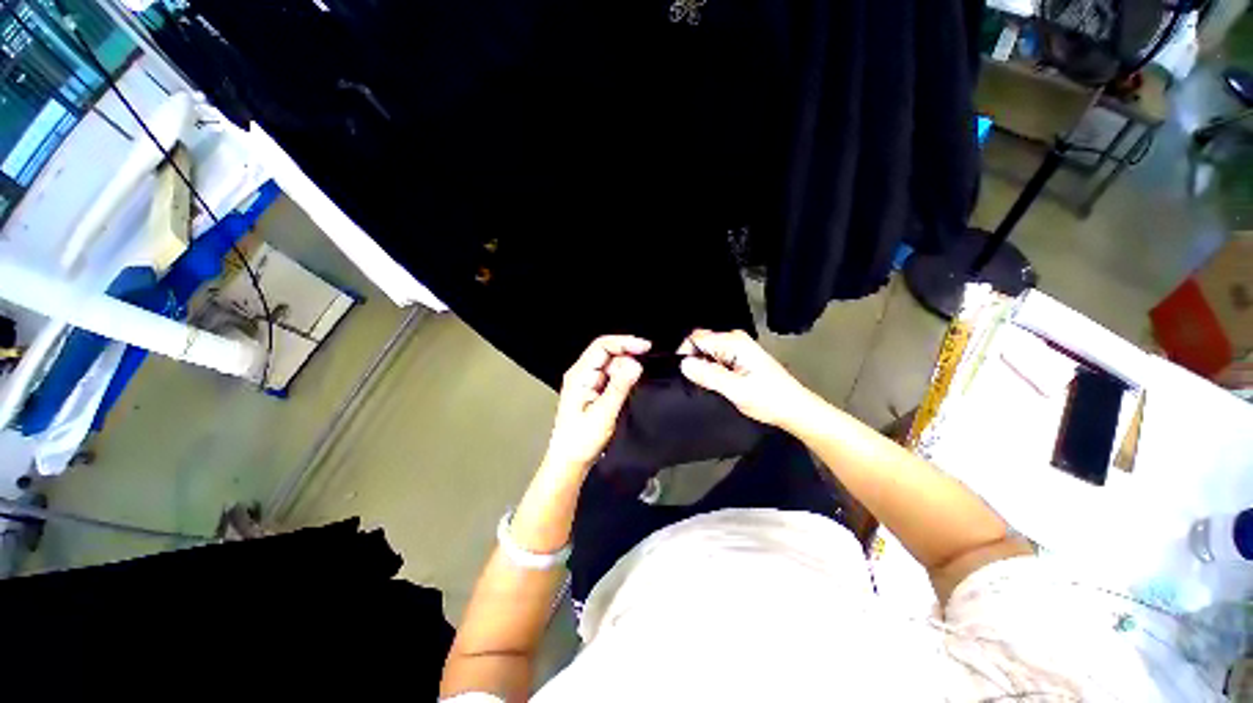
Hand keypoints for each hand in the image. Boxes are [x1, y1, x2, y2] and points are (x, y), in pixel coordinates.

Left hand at [542, 335, 649, 472]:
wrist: (569, 460)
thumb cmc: (581, 440)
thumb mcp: (603, 413)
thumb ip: (619, 387)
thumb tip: (636, 364)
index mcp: (579, 375)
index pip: (602, 346)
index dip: (625, 342)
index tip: (646, 347)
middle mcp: (582, 374)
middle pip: (607, 352)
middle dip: (628, 353)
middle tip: (648, 360)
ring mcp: (587, 382)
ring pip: (611, 364)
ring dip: (627, 366)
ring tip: (640, 377)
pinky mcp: (593, 390)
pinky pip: (611, 376)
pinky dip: (623, 376)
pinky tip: (632, 383)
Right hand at [678, 329, 815, 428]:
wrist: (795, 408)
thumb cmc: (769, 400)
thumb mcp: (737, 391)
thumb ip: (709, 376)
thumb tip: (684, 364)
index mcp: (734, 343)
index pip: (696, 338)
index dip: (685, 353)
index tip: (685, 374)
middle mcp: (735, 339)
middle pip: (701, 342)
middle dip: (694, 360)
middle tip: (699, 383)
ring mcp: (738, 347)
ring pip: (708, 351)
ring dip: (704, 366)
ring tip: (710, 385)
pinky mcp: (740, 356)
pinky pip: (716, 357)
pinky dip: (712, 369)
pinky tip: (719, 383)